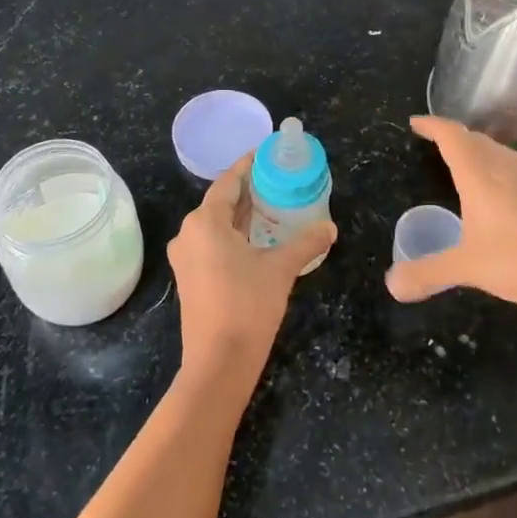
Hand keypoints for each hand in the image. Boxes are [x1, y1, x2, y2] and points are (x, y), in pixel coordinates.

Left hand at [167, 155, 334, 392]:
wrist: (218, 363)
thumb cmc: (247, 306)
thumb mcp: (281, 269)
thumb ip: (306, 243)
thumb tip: (330, 227)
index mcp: (205, 222)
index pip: (228, 182)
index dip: (248, 166)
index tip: (267, 154)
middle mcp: (188, 233)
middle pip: (220, 202)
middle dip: (249, 191)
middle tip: (280, 181)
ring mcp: (186, 257)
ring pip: (216, 224)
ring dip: (242, 215)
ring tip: (274, 207)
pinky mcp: (190, 278)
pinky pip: (212, 243)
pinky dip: (234, 235)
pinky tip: (258, 239)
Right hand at [387, 115, 516, 318]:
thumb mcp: (465, 268)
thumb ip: (427, 273)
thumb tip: (392, 285)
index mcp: (480, 178)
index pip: (453, 138)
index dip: (434, 126)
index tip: (416, 122)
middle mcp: (504, 173)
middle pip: (477, 140)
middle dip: (455, 135)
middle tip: (437, 140)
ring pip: (500, 153)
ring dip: (479, 147)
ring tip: (466, 157)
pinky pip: (514, 171)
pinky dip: (496, 167)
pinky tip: (498, 192)